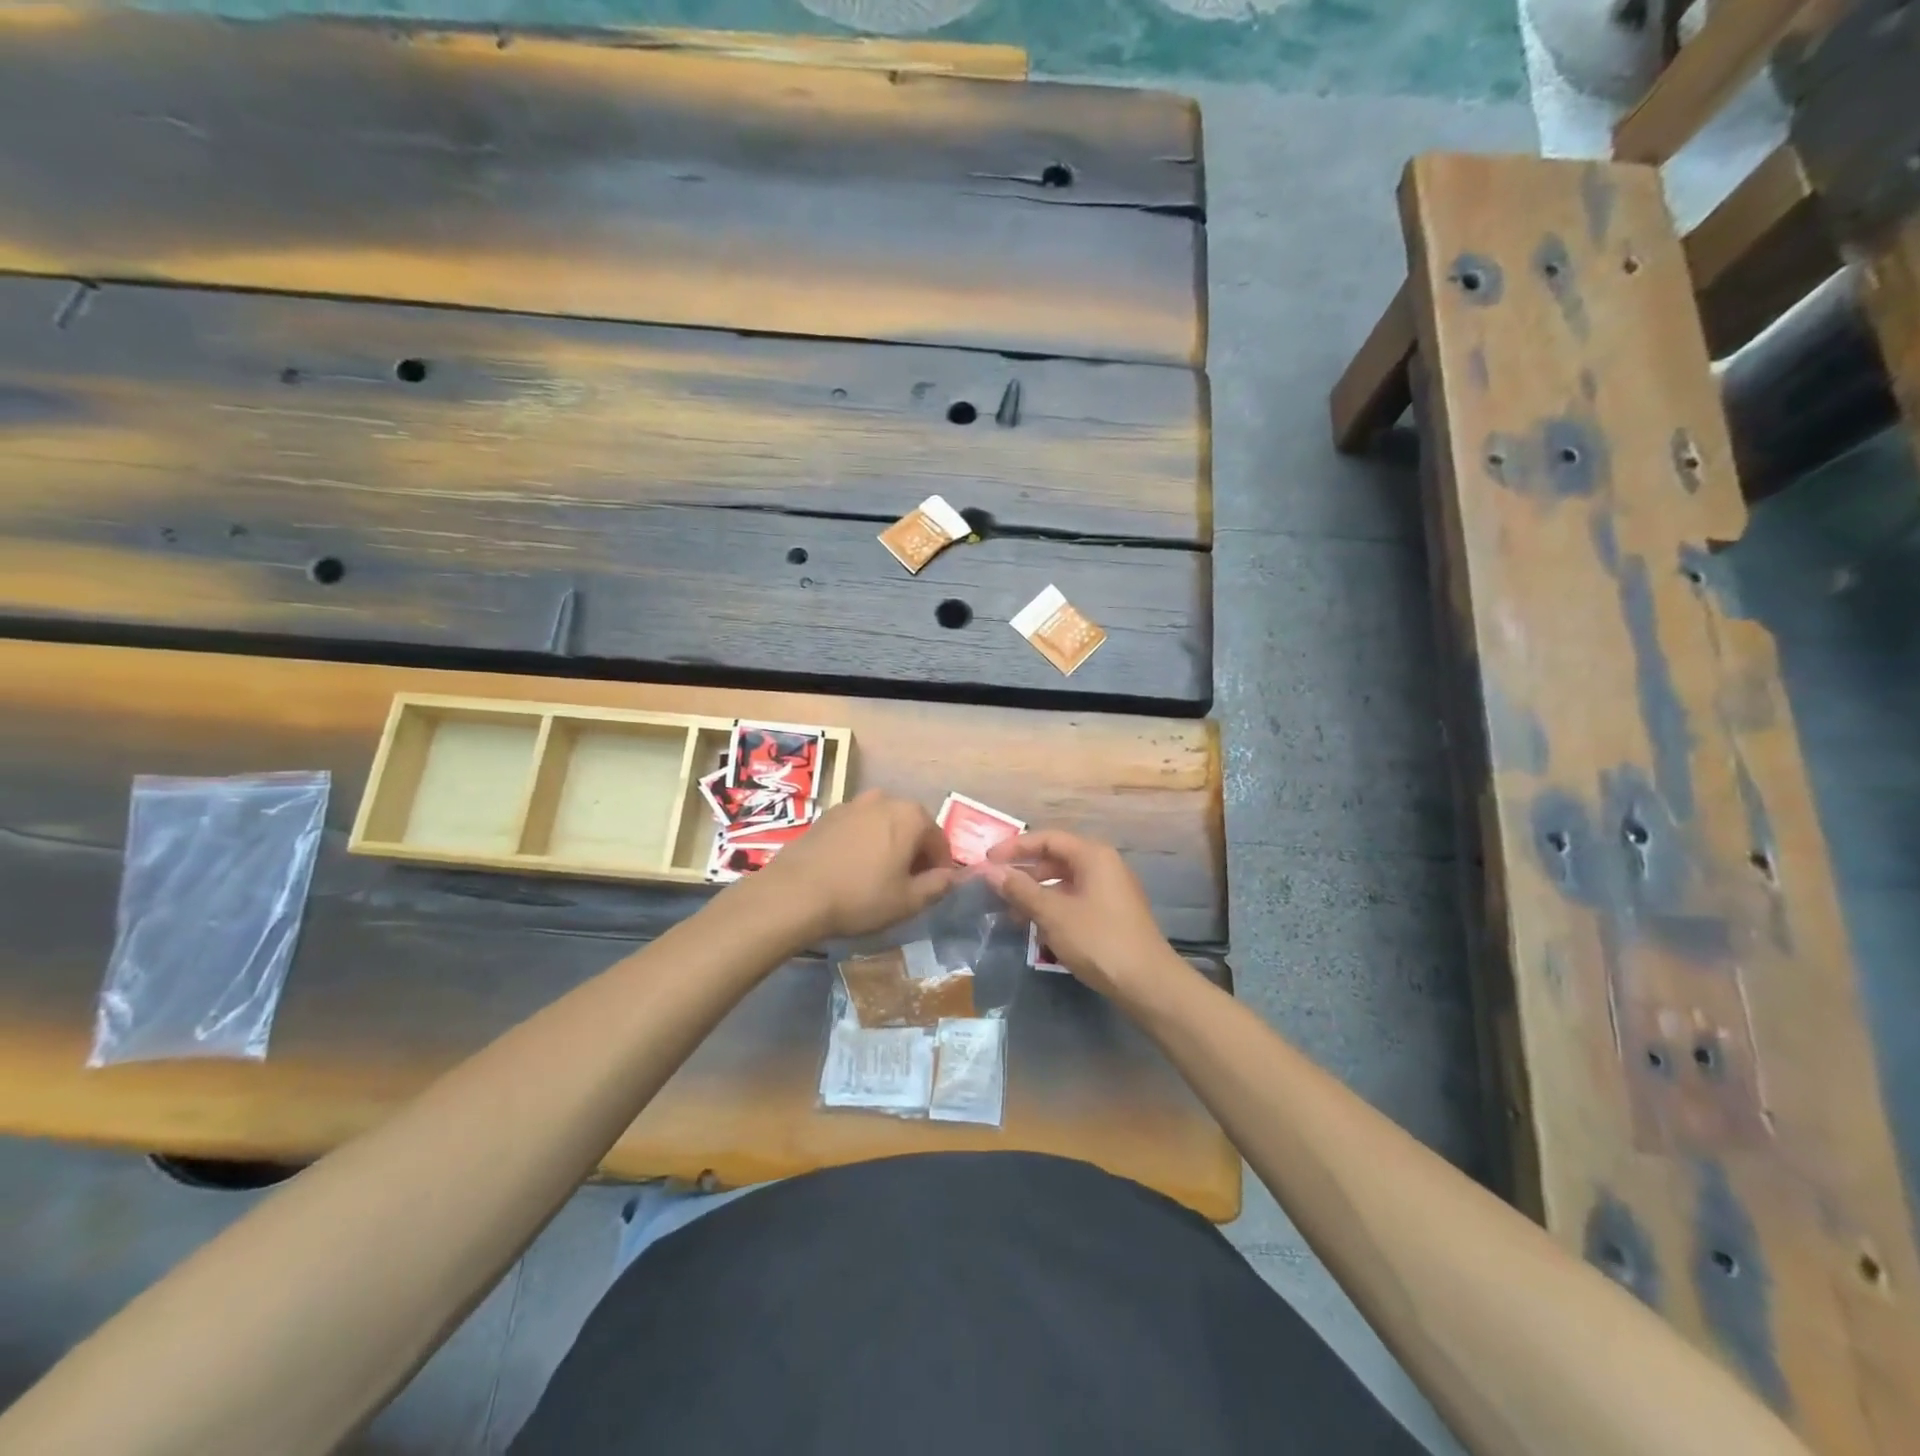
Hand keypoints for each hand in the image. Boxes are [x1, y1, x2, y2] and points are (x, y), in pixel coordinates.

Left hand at [749, 789, 956, 941]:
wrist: (794, 893)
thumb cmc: (860, 897)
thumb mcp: (908, 901)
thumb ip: (938, 886)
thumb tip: (951, 877)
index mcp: (911, 816)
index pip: (939, 841)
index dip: (941, 867)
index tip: (934, 888)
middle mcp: (885, 799)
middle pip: (912, 827)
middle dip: (915, 852)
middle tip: (908, 884)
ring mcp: (853, 803)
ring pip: (884, 824)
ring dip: (888, 845)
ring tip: (879, 876)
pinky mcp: (828, 814)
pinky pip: (858, 827)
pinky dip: (864, 842)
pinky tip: (852, 868)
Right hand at [979, 830, 1184, 1006]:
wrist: (1147, 983)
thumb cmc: (1098, 940)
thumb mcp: (1053, 914)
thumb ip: (1020, 890)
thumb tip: (991, 872)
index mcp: (1093, 855)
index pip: (1047, 838)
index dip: (1015, 847)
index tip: (987, 861)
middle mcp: (1104, 865)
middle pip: (1056, 858)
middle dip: (1024, 872)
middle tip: (996, 887)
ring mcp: (1110, 889)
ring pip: (1064, 881)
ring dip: (1036, 893)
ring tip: (1010, 913)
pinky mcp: (1112, 912)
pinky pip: (1075, 899)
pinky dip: (1052, 907)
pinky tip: (1036, 927)